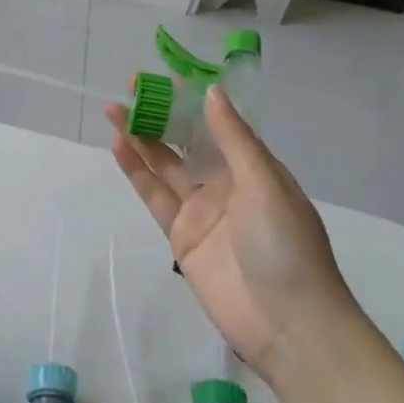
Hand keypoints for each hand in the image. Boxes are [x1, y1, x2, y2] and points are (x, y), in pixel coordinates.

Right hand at [105, 85, 361, 378]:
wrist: (289, 325)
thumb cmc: (286, 246)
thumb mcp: (265, 184)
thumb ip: (234, 139)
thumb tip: (211, 92)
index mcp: (255, 169)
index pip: (218, 125)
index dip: (191, 100)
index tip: (165, 77)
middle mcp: (227, 184)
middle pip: (187, 142)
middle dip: (161, 115)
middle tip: (130, 88)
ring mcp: (201, 211)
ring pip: (165, 166)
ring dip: (141, 138)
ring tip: (114, 111)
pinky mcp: (180, 237)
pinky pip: (155, 196)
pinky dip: (137, 172)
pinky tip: (119, 147)